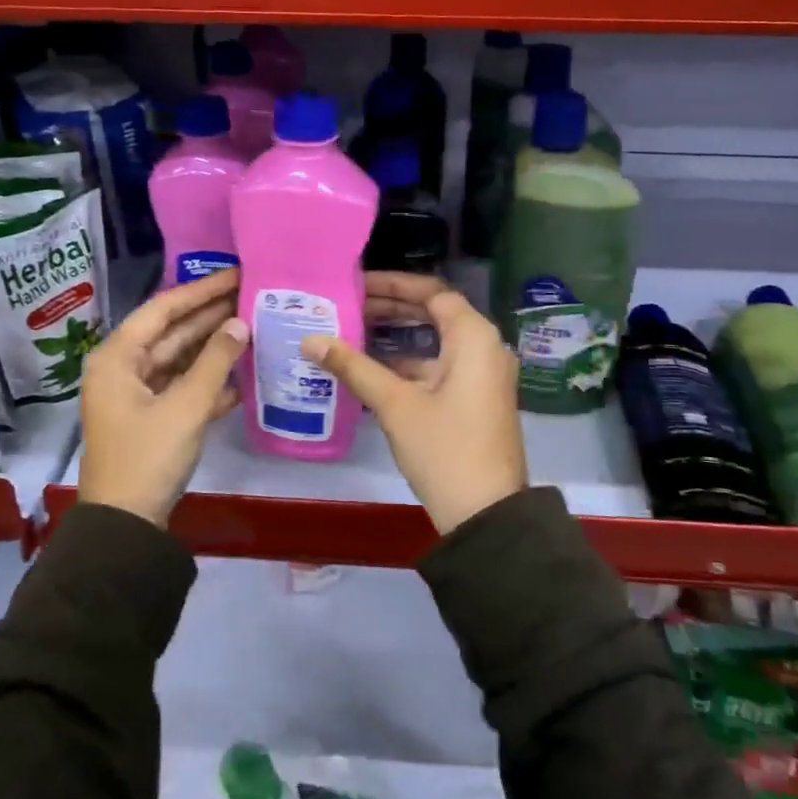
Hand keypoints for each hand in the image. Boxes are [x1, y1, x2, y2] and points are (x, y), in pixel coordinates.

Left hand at [79, 269, 247, 526]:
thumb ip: (215, 361)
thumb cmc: (148, 457)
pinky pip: (183, 387)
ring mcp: (137, 395)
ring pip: (180, 360)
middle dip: (211, 316)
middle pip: (172, 332)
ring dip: (214, 347)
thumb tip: (239, 323)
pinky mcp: (152, 418)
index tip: (237, 274)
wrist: (125, 525)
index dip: (202, 290)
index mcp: (118, 357)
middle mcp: (124, 369)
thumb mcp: (185, 406)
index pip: (164, 309)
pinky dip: (210, 381)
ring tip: (255, 325)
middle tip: (252, 295)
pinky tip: (244, 374)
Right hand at [302, 272, 527, 533]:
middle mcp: (486, 348)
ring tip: (354, 330)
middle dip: (393, 307)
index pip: (433, 292)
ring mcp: (484, 376)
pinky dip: (410, 363)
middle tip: (349, 304)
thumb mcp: (395, 404)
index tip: (357, 283)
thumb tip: (310, 340)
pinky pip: (442, 366)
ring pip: (437, 342)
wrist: (487, 515)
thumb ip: (353, 366)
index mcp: (475, 337)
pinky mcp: (476, 399)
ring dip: (399, 336)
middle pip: (436, 313)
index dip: (394, 283)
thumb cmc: (444, 449)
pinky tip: (373, 370)